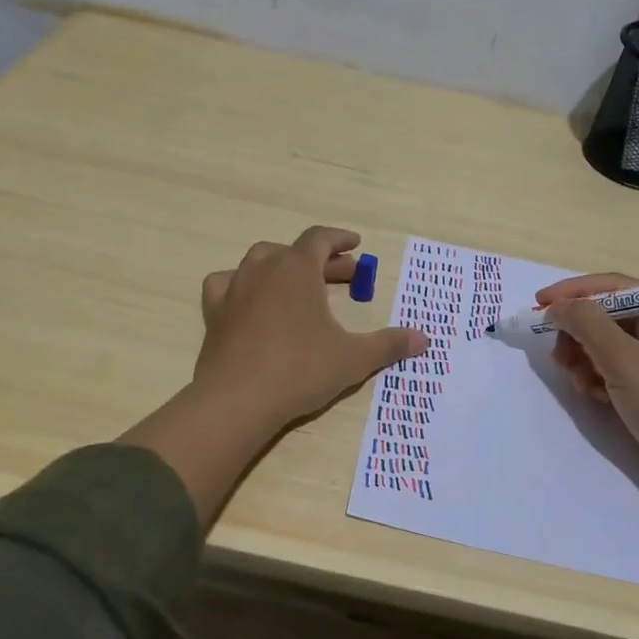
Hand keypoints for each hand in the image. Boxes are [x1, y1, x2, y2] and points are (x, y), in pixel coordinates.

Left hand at [195, 226, 427, 427]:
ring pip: (260, 262)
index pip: (320, 238)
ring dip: (284, 268)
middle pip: (295, 252)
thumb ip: (388, 344)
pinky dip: (242, 285)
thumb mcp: (353, 358)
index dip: (340, 239)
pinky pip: (227, 284)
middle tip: (346, 277)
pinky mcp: (214, 313)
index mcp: (297, 268)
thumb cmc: (300, 370)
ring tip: (300, 285)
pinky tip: (250, 300)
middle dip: (322, 261)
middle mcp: (263, 269)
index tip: (356, 245)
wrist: (237, 400)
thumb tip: (424, 339)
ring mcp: (234, 289)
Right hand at [541, 272, 638, 503]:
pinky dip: (597, 378)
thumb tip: (557, 306)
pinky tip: (594, 395)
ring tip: (577, 380)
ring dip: (584, 359)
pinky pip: (613, 371)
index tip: (539, 303)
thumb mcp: (623, 358)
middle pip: (607, 317)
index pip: (614, 288)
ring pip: (606, 346)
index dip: (574, 292)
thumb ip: (586, 324)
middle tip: (557, 355)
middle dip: (578, 333)